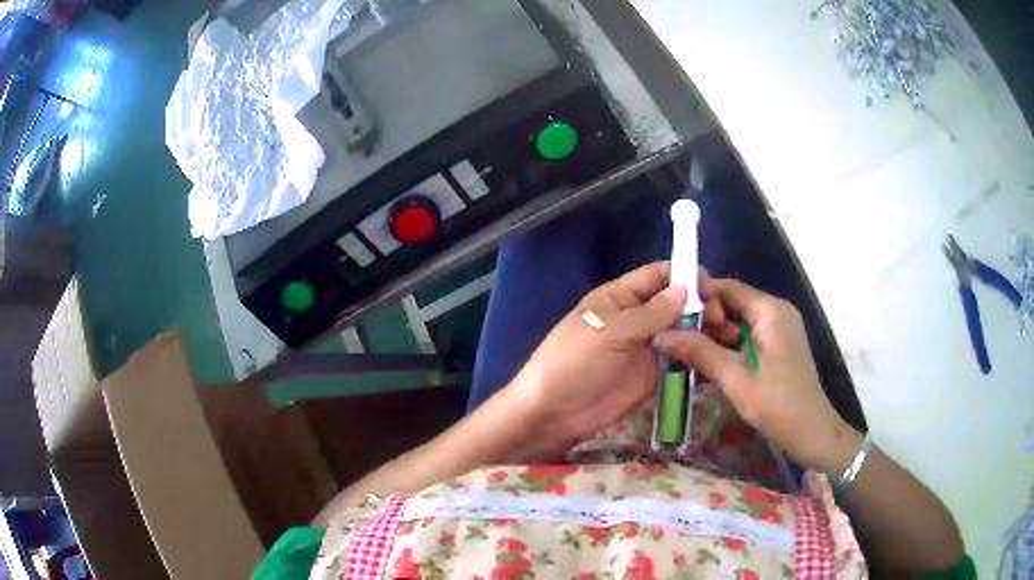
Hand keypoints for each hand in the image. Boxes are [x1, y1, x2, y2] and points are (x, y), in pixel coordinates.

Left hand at [510, 262, 733, 449]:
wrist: (553, 413)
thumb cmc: (573, 363)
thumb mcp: (608, 332)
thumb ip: (649, 314)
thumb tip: (685, 289)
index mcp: (621, 297)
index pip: (660, 275)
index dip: (687, 277)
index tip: (712, 292)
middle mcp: (638, 318)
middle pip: (678, 303)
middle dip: (702, 307)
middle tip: (722, 323)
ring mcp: (647, 348)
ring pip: (684, 332)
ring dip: (705, 333)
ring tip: (729, 342)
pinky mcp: (653, 376)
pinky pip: (680, 361)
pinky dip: (698, 359)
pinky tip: (718, 363)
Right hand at [655, 278, 860, 470]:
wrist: (812, 434)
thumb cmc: (777, 403)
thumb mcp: (735, 378)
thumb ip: (699, 352)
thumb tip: (660, 335)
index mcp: (770, 310)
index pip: (727, 288)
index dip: (697, 296)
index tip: (667, 313)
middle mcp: (775, 313)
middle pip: (731, 306)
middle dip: (702, 321)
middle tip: (670, 337)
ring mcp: (777, 333)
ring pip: (736, 326)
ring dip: (711, 339)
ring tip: (678, 352)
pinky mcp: (776, 351)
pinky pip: (744, 342)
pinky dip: (725, 351)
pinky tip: (701, 366)